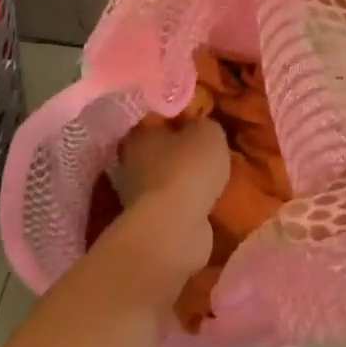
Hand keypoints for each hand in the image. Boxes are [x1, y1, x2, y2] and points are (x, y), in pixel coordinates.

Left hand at [106, 118, 229, 288]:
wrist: (175, 228)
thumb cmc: (188, 170)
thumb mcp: (208, 132)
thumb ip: (205, 124)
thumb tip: (201, 127)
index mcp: (138, 135)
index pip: (158, 119)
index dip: (180, 117)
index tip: (201, 120)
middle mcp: (130, 163)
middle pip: (161, 150)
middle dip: (182, 151)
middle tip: (210, 150)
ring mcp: (137, 197)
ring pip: (167, 179)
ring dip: (186, 180)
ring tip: (215, 178)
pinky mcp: (151, 222)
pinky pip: (174, 204)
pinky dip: (189, 203)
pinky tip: (209, 201)